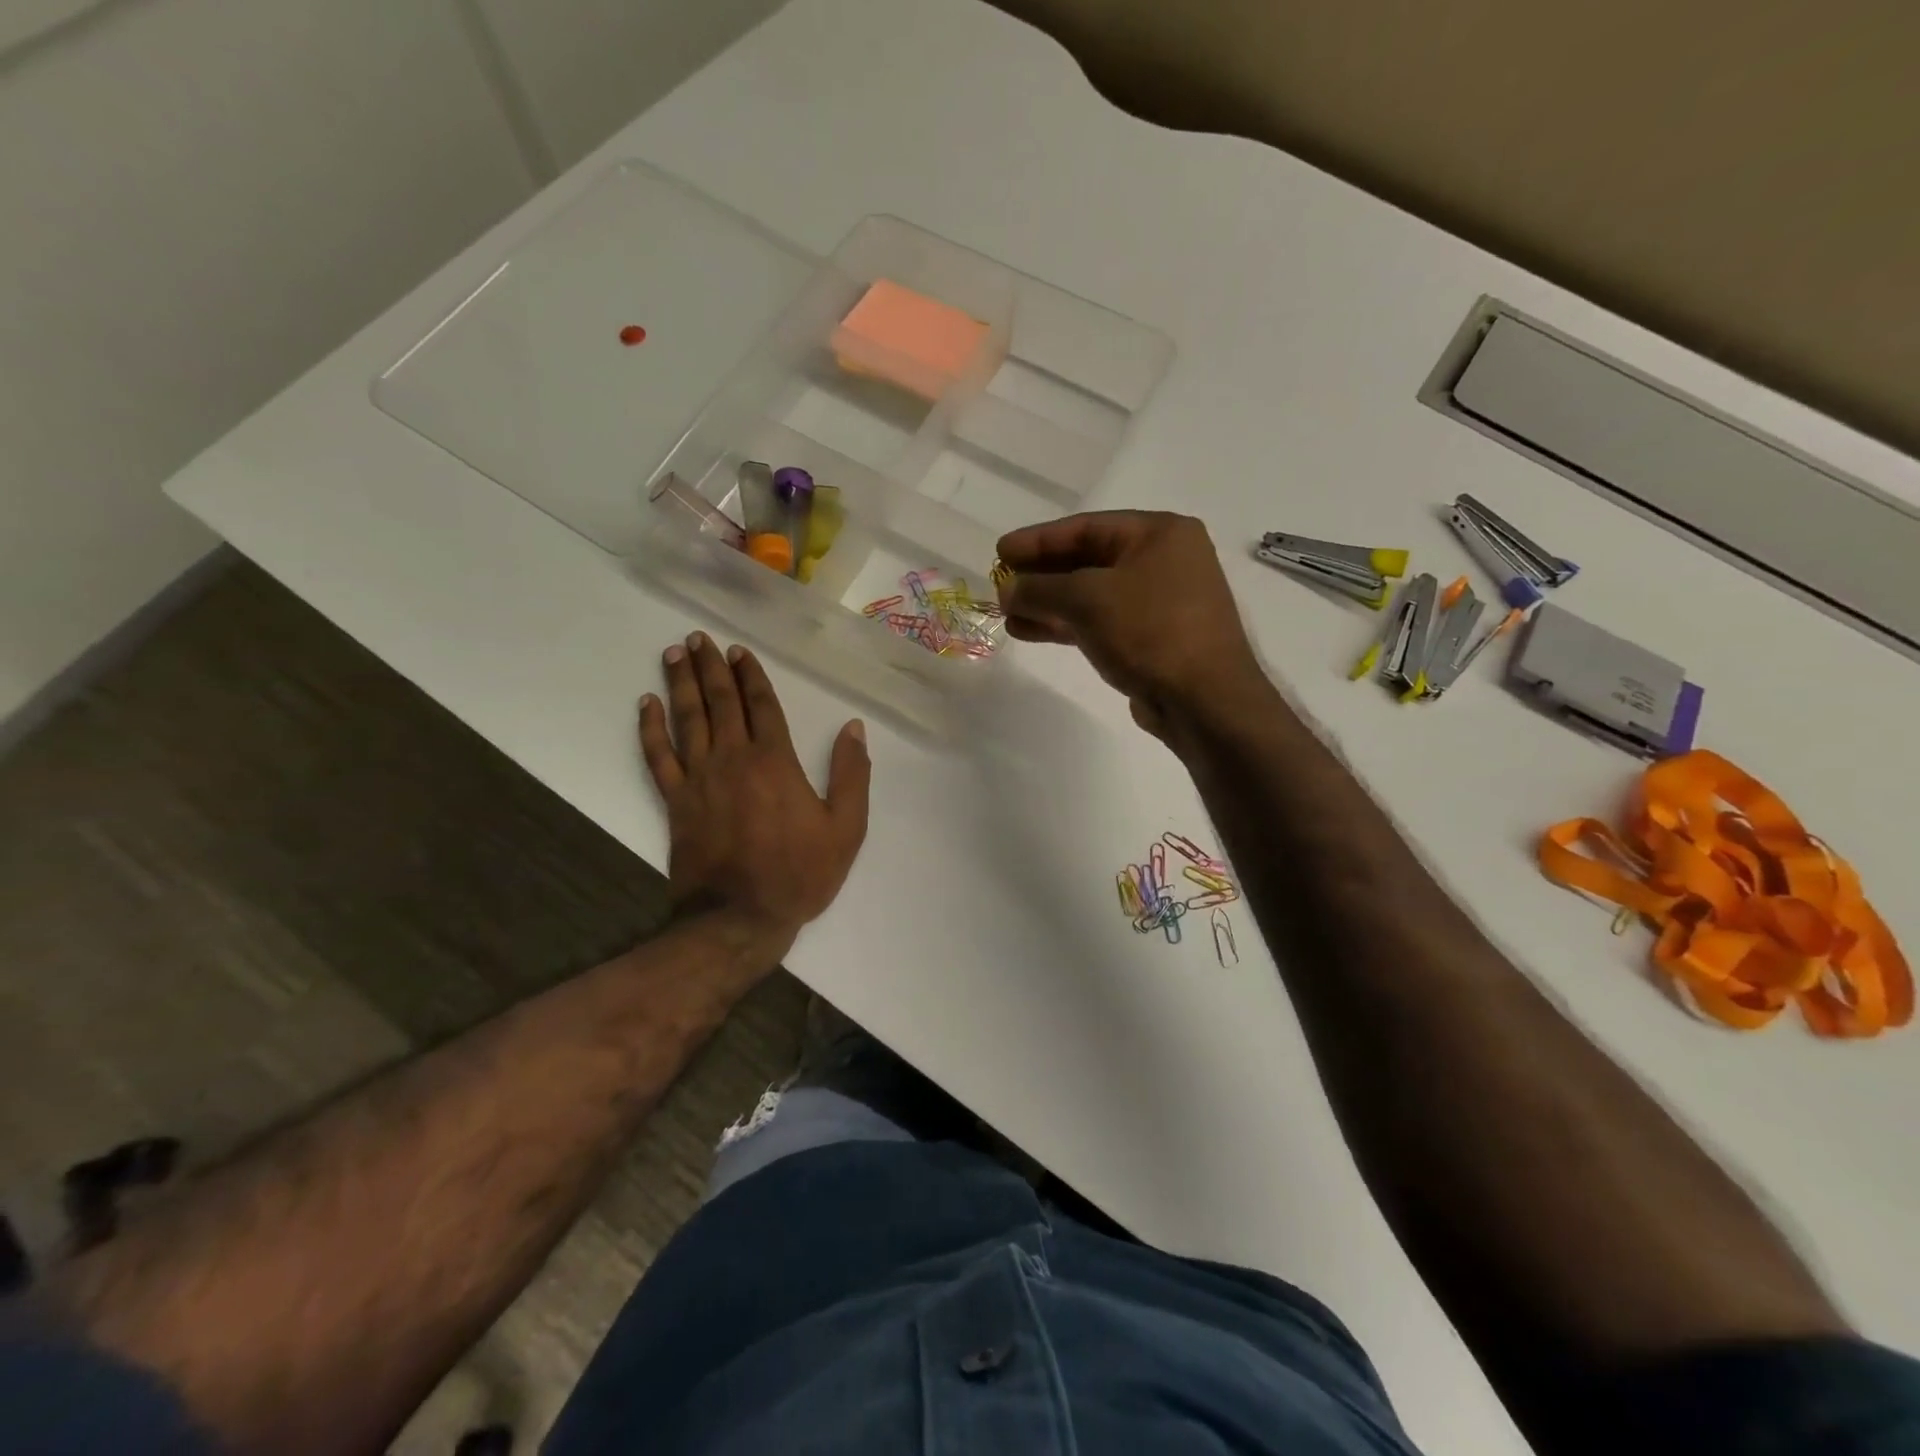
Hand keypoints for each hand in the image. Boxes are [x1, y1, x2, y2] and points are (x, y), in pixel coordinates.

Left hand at [639, 632, 870, 956]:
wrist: (739, 917)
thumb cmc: (799, 872)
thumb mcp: (846, 828)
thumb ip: (852, 774)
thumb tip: (854, 728)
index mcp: (775, 760)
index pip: (761, 705)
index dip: (750, 675)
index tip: (738, 651)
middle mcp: (733, 758)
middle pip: (720, 702)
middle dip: (711, 667)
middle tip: (699, 638)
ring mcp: (699, 778)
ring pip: (687, 719)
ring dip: (680, 683)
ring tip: (674, 653)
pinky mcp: (675, 801)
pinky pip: (658, 756)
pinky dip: (650, 728)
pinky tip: (646, 704)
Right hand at [996, 511, 1264, 736]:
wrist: (1204, 701)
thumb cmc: (1150, 632)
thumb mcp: (1087, 599)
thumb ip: (1040, 588)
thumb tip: (1008, 589)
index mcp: (1160, 533)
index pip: (1086, 527)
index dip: (1038, 539)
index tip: (1000, 551)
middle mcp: (1164, 561)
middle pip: (1088, 560)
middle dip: (1041, 574)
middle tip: (1000, 583)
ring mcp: (1160, 602)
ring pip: (1092, 595)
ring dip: (1048, 603)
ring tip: (1007, 613)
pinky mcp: (1153, 639)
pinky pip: (1101, 621)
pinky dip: (1066, 625)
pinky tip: (1030, 631)